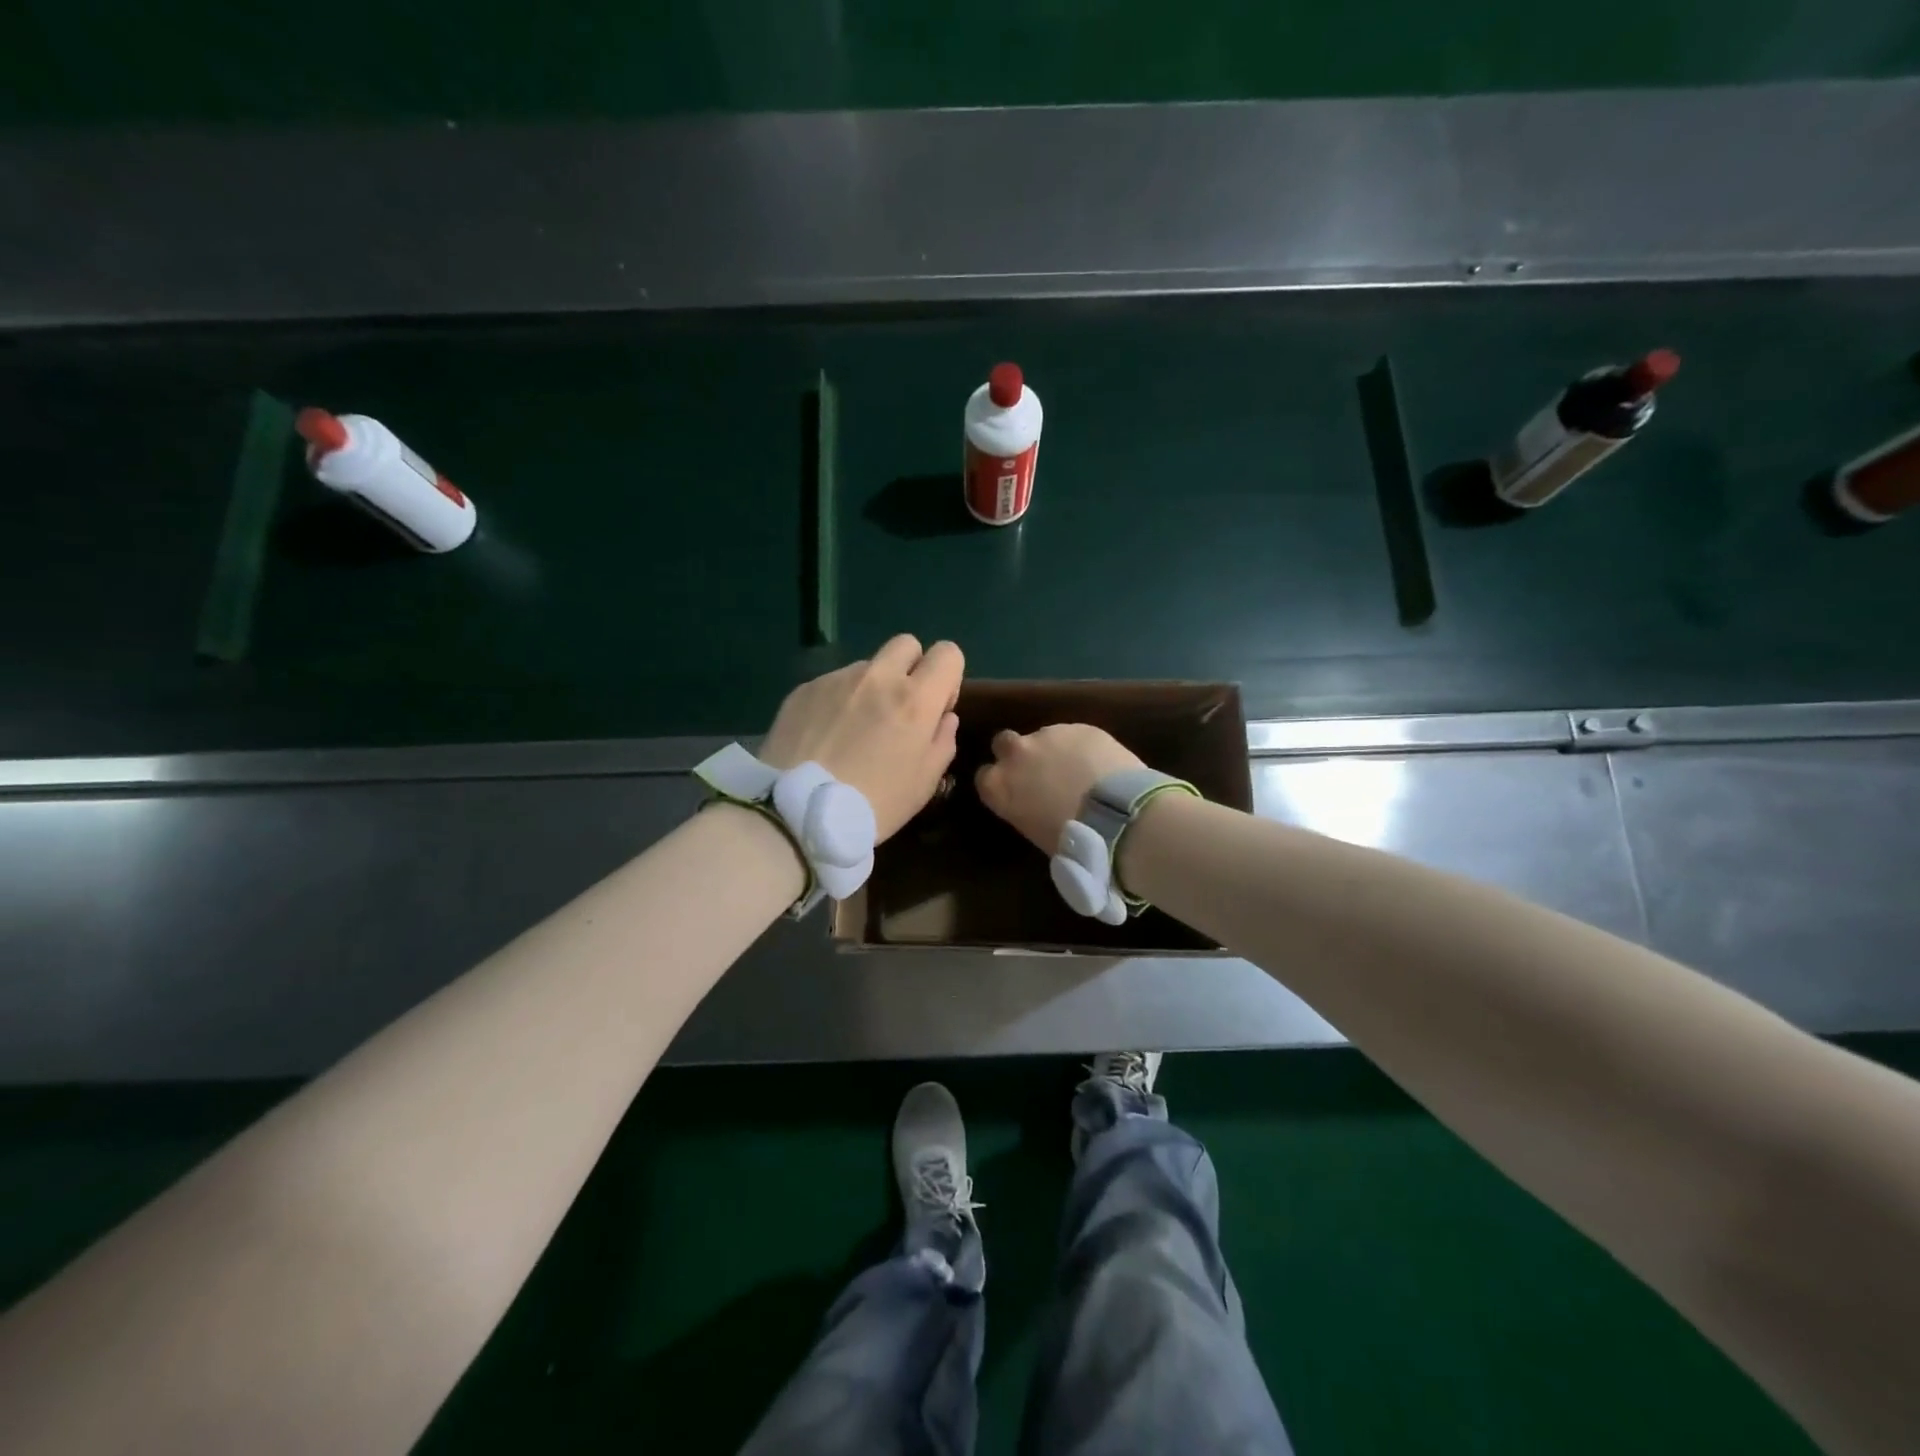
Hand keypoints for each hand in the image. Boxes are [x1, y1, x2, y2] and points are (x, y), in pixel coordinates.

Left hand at [760, 635, 962, 840]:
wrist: (796, 813)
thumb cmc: (873, 805)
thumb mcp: (924, 783)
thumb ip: (942, 741)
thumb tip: (943, 717)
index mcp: (915, 698)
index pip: (948, 653)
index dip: (947, 677)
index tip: (936, 707)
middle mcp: (878, 676)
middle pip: (906, 644)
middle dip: (910, 668)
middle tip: (898, 708)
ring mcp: (837, 679)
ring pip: (867, 666)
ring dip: (871, 687)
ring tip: (853, 730)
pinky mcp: (804, 689)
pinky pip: (833, 683)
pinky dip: (837, 701)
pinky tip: (825, 736)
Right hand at [975, 724, 1144, 852]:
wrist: (1116, 817)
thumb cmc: (1072, 841)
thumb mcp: (1034, 831)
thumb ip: (1025, 808)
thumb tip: (1035, 805)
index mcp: (999, 786)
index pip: (984, 777)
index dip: (1000, 781)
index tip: (1014, 791)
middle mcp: (1016, 754)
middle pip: (1004, 743)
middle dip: (1018, 754)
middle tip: (1040, 771)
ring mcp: (1048, 735)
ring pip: (1043, 737)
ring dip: (1054, 750)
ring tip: (1079, 770)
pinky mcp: (1079, 727)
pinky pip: (1074, 735)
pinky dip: (1082, 747)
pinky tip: (1100, 764)